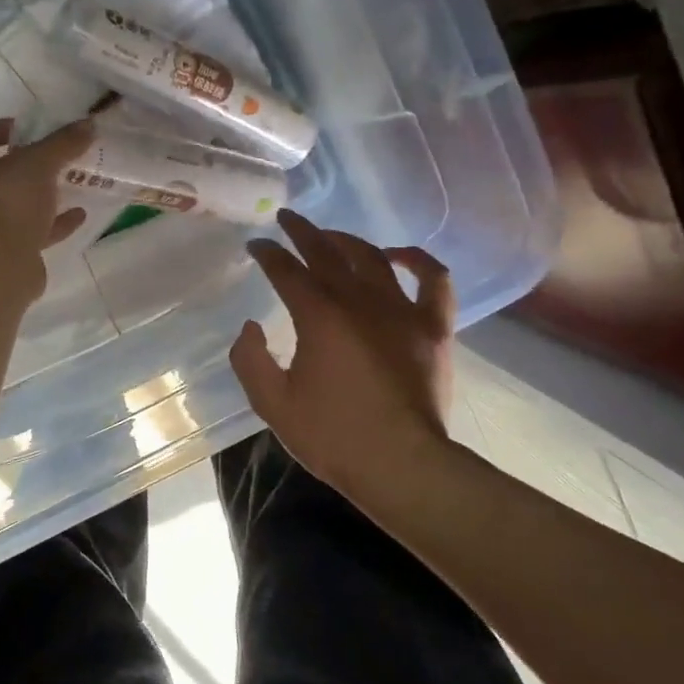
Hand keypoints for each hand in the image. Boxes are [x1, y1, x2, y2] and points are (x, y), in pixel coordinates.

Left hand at [0, 118, 93, 299]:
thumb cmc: (6, 205)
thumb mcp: (39, 163)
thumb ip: (63, 142)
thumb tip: (88, 124)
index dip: (8, 128)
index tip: (36, 128)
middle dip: (29, 164)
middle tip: (57, 155)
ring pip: (14, 204)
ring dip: (41, 195)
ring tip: (72, 183)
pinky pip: (28, 231)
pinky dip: (51, 223)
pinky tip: (78, 215)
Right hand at [230, 210, 455, 499]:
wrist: (402, 465)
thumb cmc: (333, 436)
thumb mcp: (272, 404)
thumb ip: (250, 360)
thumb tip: (251, 327)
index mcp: (319, 316)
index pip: (287, 270)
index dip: (268, 254)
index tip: (256, 244)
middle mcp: (359, 300)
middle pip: (327, 252)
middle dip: (302, 231)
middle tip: (287, 218)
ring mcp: (401, 310)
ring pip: (373, 257)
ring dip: (348, 240)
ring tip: (330, 236)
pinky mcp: (433, 327)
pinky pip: (433, 280)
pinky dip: (417, 260)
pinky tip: (398, 255)